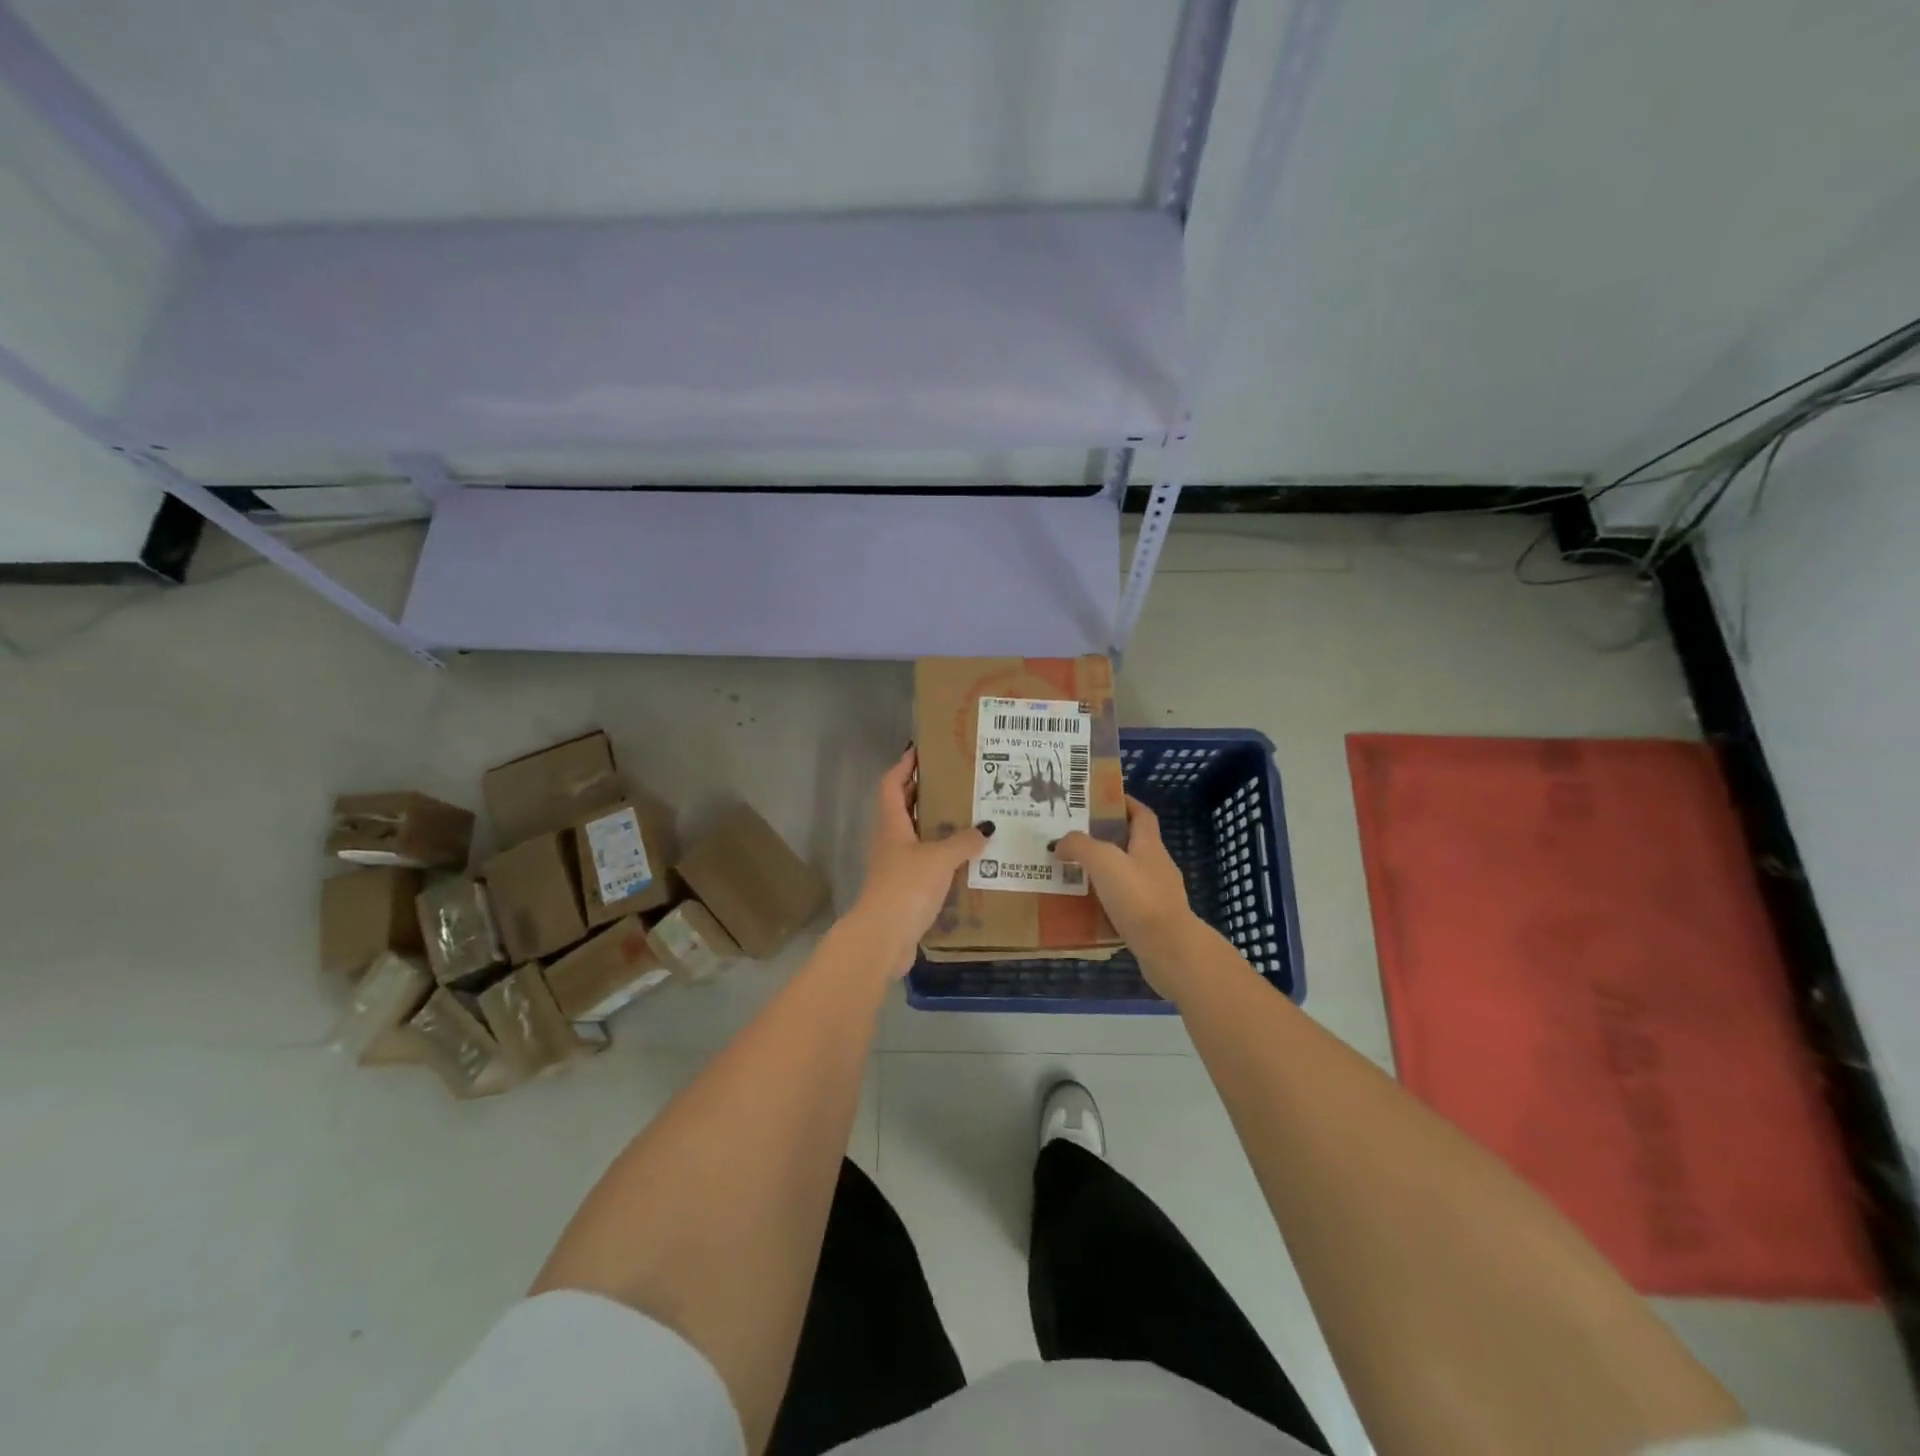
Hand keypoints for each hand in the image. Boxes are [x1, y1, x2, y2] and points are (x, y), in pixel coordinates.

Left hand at [846, 748, 988, 974]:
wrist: (883, 937)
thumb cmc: (906, 887)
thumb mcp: (939, 858)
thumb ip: (963, 841)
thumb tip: (986, 827)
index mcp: (892, 825)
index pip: (892, 784)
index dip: (904, 766)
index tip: (921, 750)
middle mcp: (890, 841)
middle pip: (904, 808)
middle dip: (925, 793)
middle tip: (956, 781)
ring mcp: (896, 867)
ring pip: (916, 837)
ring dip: (937, 826)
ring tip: (969, 817)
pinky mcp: (906, 890)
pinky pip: (926, 864)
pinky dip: (943, 857)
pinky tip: (967, 860)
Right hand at [1054, 797, 1201, 992]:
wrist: (1170, 950)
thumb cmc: (1138, 897)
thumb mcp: (1103, 861)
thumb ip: (1079, 846)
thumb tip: (1060, 843)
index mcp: (1149, 845)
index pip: (1141, 815)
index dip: (1125, 803)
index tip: (1101, 800)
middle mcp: (1157, 866)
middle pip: (1132, 844)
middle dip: (1105, 839)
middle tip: (1073, 839)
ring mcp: (1157, 896)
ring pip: (1127, 875)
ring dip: (1104, 873)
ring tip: (1073, 874)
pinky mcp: (1151, 922)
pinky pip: (1125, 904)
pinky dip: (1107, 902)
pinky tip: (1086, 908)